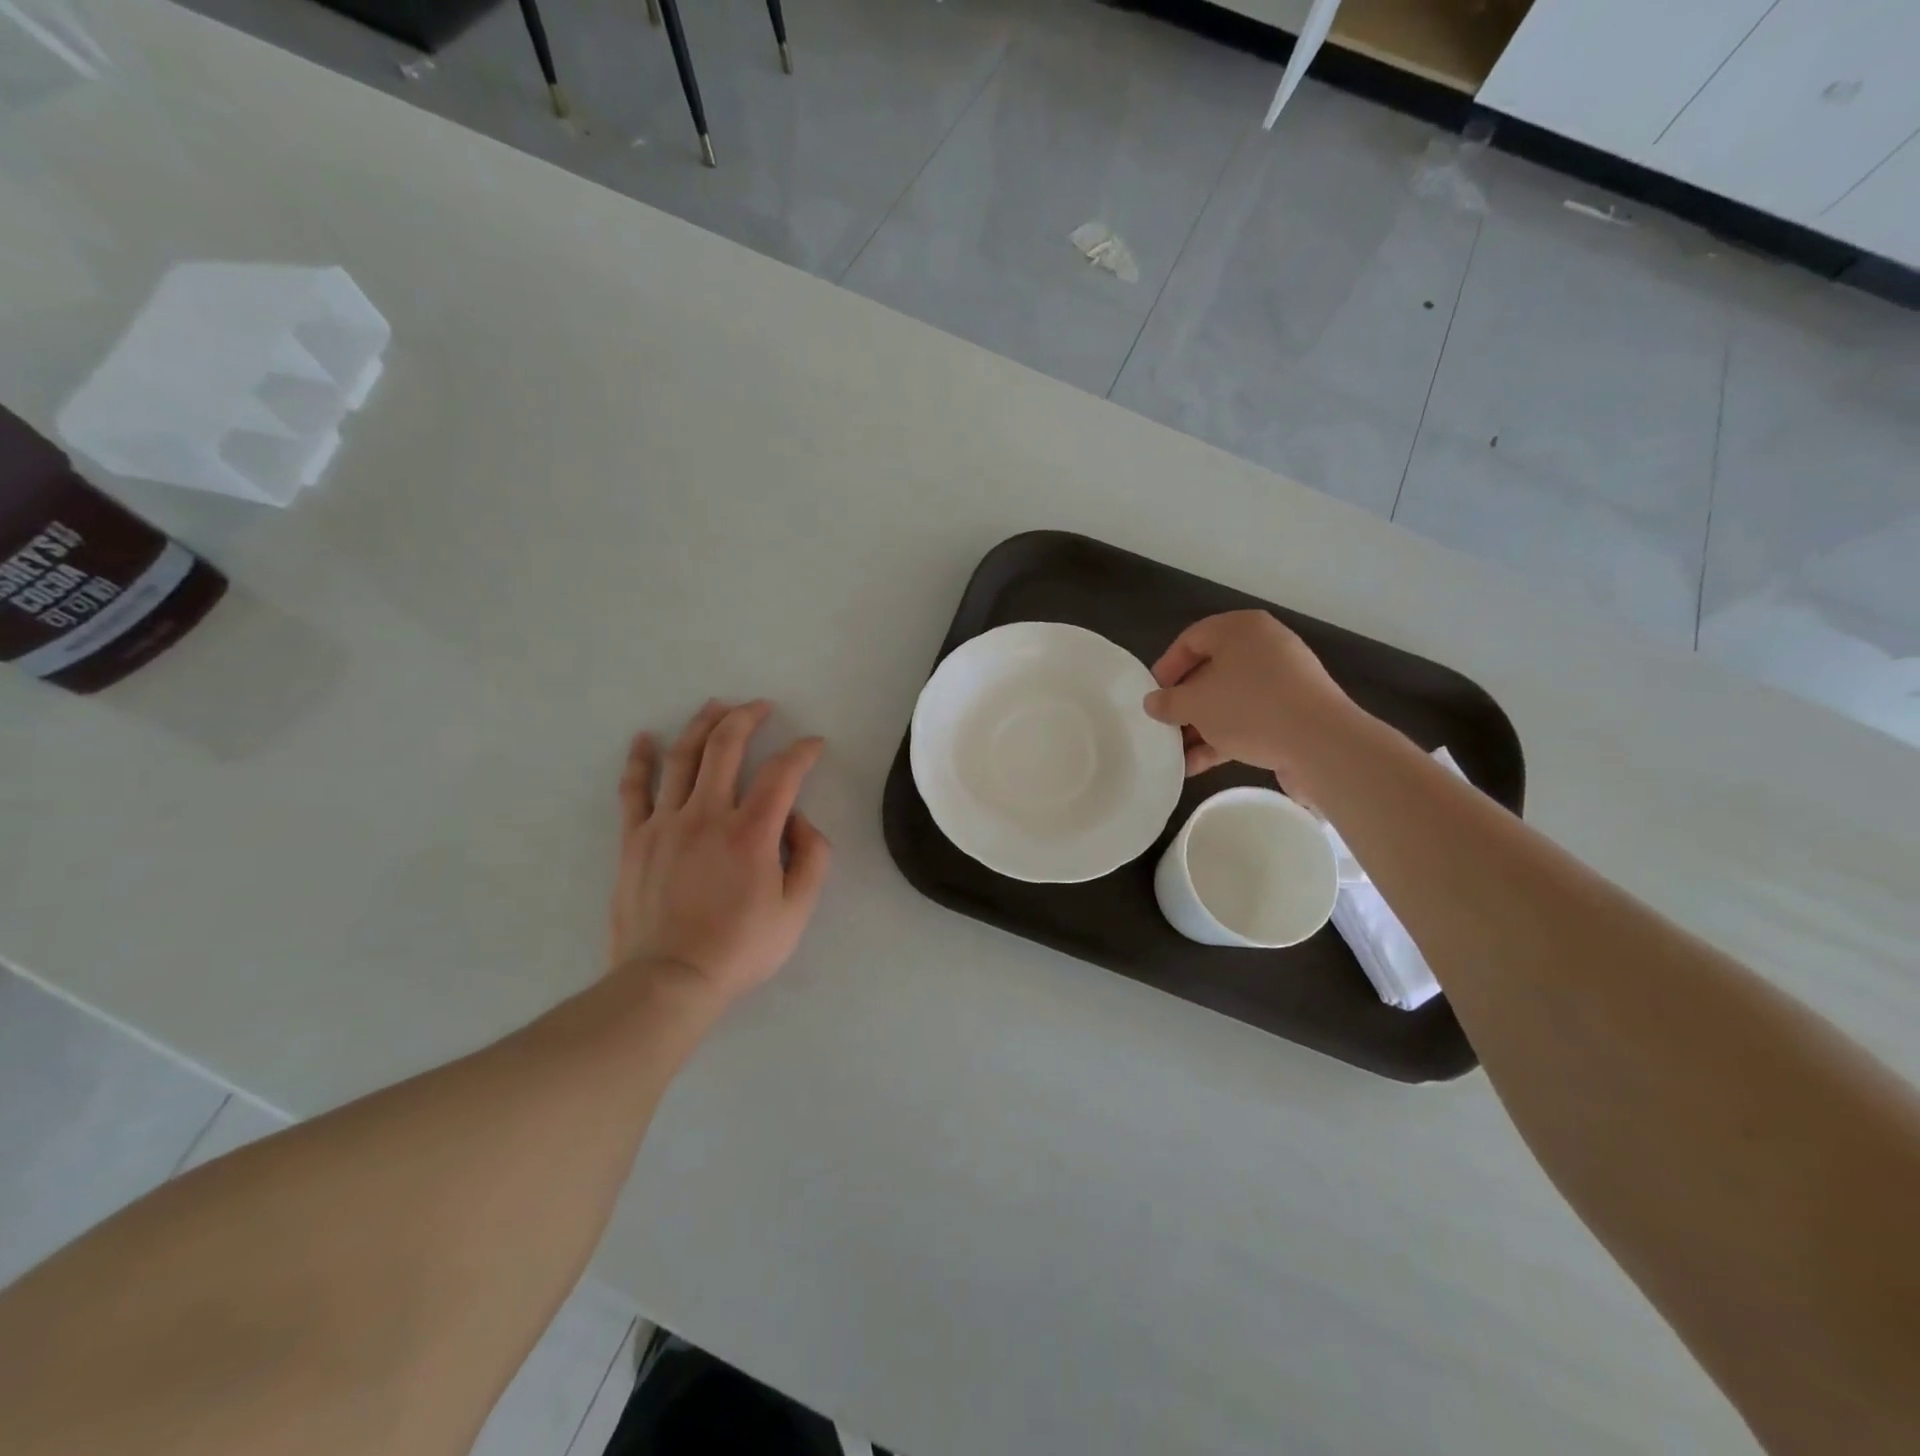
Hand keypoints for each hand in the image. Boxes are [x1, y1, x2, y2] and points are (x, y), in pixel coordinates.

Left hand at [609, 699, 830, 1005]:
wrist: (668, 981)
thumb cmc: (739, 949)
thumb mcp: (797, 911)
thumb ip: (812, 858)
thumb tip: (799, 820)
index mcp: (751, 832)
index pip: (782, 773)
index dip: (802, 751)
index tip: (813, 744)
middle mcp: (707, 815)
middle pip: (726, 747)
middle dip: (747, 717)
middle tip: (761, 706)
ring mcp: (665, 823)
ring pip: (682, 757)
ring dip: (701, 724)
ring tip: (715, 706)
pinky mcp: (634, 839)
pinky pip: (633, 789)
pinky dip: (639, 759)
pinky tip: (643, 738)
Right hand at [1143, 611, 1357, 784]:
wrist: (1321, 744)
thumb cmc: (1250, 708)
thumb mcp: (1196, 704)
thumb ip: (1168, 702)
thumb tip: (1152, 702)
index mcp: (1241, 629)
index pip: (1191, 639)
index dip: (1166, 668)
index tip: (1152, 697)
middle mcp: (1264, 647)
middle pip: (1211, 671)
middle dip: (1184, 703)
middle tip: (1164, 725)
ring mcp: (1283, 680)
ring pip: (1230, 699)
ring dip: (1201, 726)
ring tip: (1177, 754)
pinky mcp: (1294, 711)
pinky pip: (1250, 718)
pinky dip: (1224, 737)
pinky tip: (1199, 766)